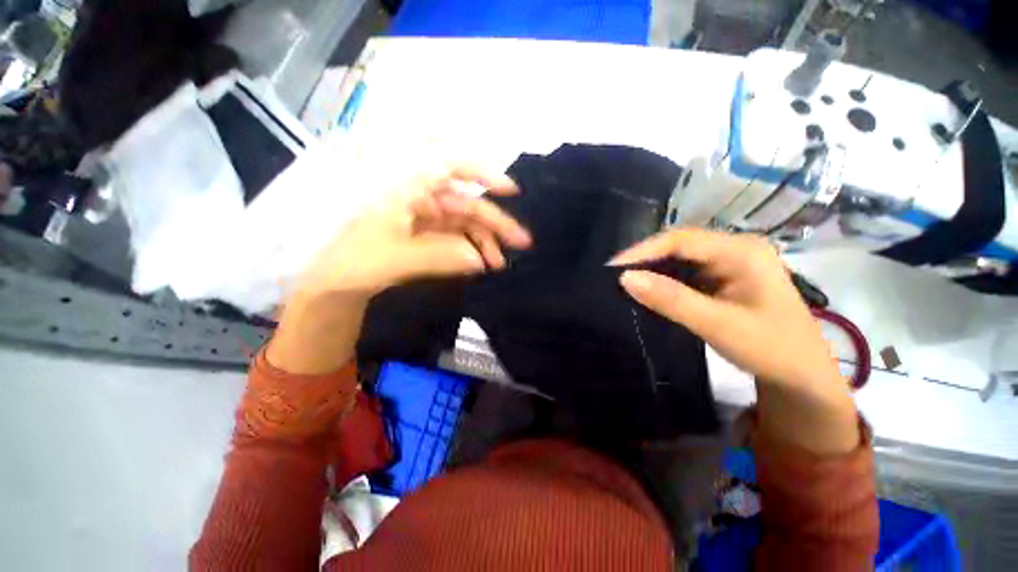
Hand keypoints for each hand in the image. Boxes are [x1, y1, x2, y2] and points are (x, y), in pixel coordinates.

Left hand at [268, 163, 530, 374]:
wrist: (333, 284)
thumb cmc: (353, 263)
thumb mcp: (394, 259)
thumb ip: (441, 256)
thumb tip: (479, 259)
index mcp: (402, 185)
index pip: (448, 163)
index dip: (483, 172)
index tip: (511, 190)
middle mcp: (415, 192)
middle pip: (464, 200)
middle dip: (494, 221)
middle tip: (521, 242)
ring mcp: (421, 213)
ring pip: (463, 219)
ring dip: (484, 239)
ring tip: (499, 263)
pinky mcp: (424, 230)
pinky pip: (454, 233)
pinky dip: (470, 247)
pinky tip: (481, 262)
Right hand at [612, 229, 837, 388]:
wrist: (802, 376)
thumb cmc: (771, 349)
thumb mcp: (718, 325)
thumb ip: (671, 300)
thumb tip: (625, 279)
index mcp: (742, 251)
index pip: (681, 240)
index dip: (643, 251)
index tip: (613, 268)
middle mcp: (736, 249)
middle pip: (680, 245)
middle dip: (646, 260)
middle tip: (615, 277)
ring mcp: (731, 263)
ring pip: (681, 259)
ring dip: (654, 270)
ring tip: (627, 283)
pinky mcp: (725, 279)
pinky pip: (687, 273)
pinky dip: (665, 281)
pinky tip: (651, 290)